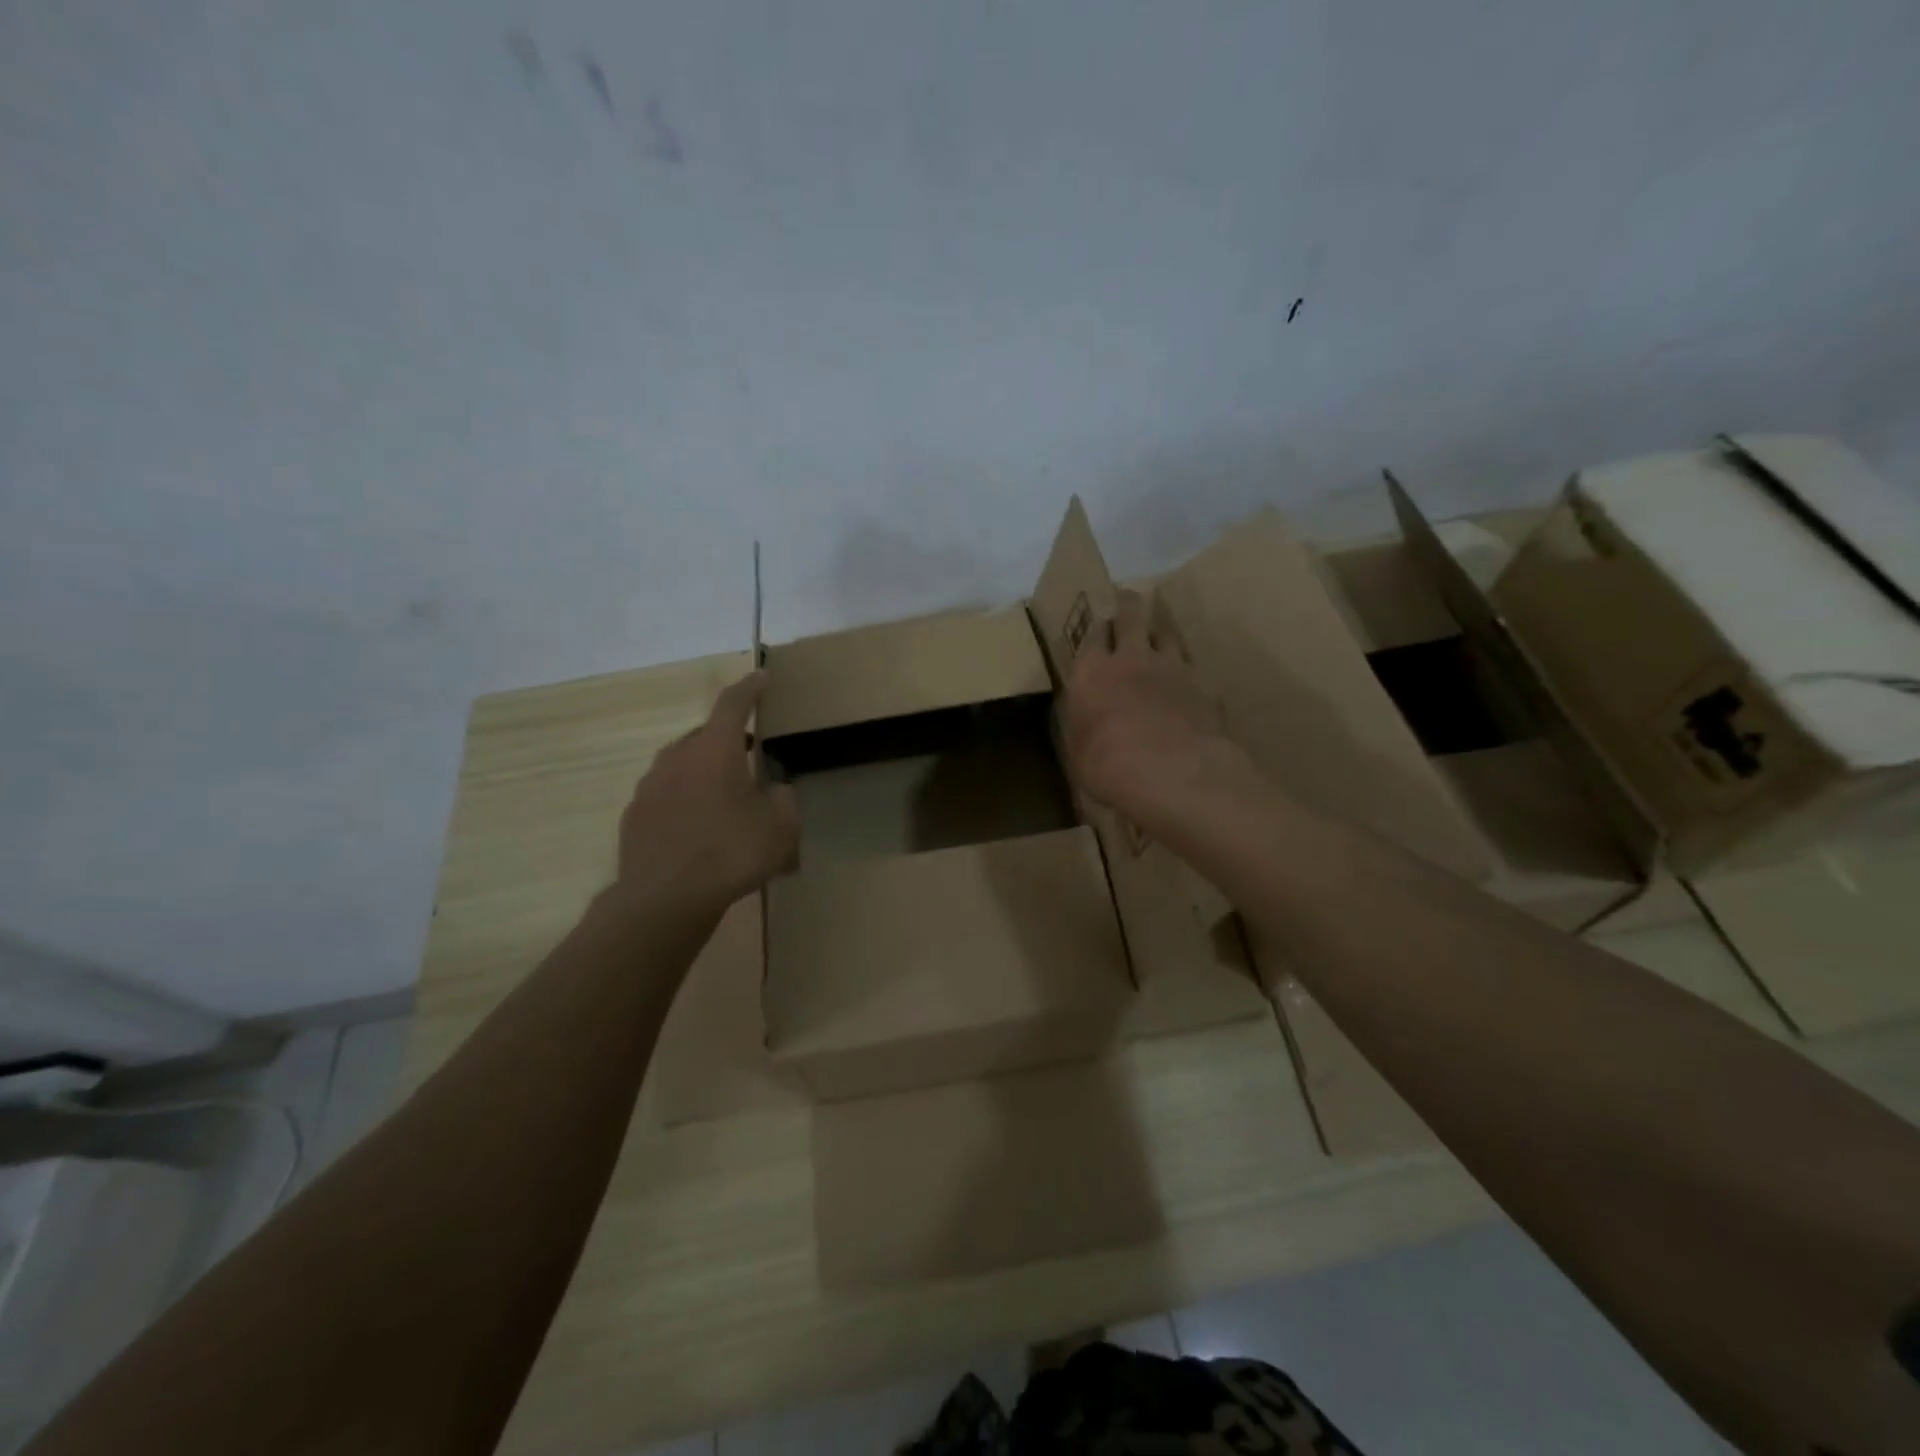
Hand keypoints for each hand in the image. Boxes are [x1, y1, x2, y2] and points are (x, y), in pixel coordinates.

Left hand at [615, 672, 798, 906]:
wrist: (664, 899)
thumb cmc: (730, 852)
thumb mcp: (782, 826)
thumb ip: (784, 797)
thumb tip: (776, 790)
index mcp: (715, 749)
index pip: (734, 703)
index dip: (751, 688)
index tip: (762, 678)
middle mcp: (678, 757)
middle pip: (706, 735)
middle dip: (729, 739)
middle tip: (750, 755)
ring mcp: (650, 785)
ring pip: (683, 764)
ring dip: (704, 771)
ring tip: (724, 797)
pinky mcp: (635, 815)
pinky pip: (667, 795)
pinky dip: (685, 800)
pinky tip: (697, 828)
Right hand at [1061, 590, 1244, 829]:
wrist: (1173, 772)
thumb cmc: (1108, 766)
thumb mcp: (1077, 751)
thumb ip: (1080, 725)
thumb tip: (1081, 717)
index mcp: (1091, 673)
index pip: (1092, 635)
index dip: (1096, 628)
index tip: (1098, 625)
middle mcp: (1131, 659)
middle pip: (1131, 615)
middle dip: (1128, 604)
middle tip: (1128, 601)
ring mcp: (1172, 668)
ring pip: (1167, 633)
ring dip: (1161, 631)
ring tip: (1159, 635)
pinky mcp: (1204, 685)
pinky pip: (1193, 667)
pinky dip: (1188, 670)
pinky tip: (1189, 680)